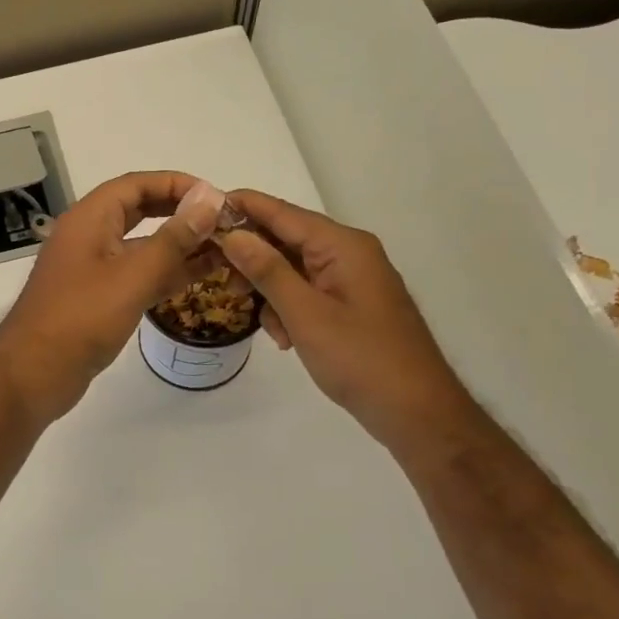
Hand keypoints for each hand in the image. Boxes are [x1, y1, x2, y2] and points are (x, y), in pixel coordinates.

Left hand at [0, 173, 220, 420]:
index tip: (216, 197)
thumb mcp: (132, 276)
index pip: (136, 185)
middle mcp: (88, 237)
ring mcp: (91, 270)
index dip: (176, 184)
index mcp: (89, 219)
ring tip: (222, 249)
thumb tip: (209, 200)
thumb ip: (173, 239)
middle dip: (179, 213)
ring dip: (177, 245)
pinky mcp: (96, 299)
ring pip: (140, 246)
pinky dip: (165, 273)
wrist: (32, 374)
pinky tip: (199, 277)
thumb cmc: (80, 318)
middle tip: (222, 222)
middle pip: (138, 212)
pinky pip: (136, 275)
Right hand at [218, 190, 474, 452]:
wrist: (416, 411)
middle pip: (286, 239)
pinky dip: (289, 309)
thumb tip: (232, 234)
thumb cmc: (360, 359)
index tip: (202, 210)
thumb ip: (267, 271)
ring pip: (293, 269)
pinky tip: (285, 338)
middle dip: (252, 259)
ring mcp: (352, 279)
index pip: (283, 213)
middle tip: (217, 279)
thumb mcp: (305, 314)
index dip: (242, 207)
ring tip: (267, 327)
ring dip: (270, 291)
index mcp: (342, 246)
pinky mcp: (351, 304)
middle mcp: (349, 253)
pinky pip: (308, 292)